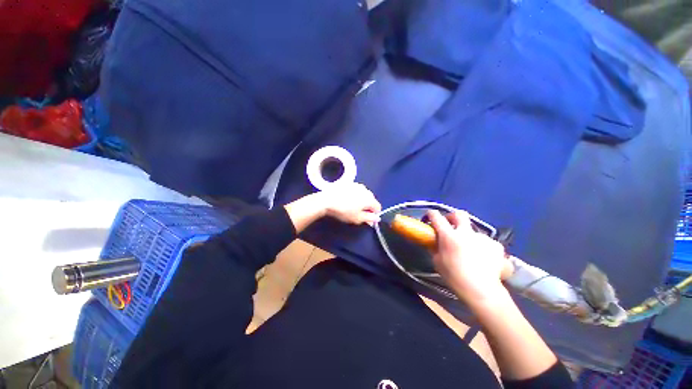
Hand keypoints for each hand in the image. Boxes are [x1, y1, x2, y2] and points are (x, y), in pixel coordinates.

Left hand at [318, 183, 380, 225]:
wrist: (327, 200)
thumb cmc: (344, 211)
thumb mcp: (357, 218)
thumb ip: (369, 218)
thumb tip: (377, 218)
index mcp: (370, 199)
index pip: (378, 207)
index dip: (374, 214)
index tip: (367, 219)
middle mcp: (366, 190)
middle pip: (371, 199)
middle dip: (368, 206)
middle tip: (359, 213)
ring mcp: (357, 185)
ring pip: (364, 194)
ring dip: (362, 200)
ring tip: (352, 206)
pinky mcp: (349, 183)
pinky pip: (356, 190)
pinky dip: (355, 195)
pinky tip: (347, 199)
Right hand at [427, 210, 511, 303]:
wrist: (481, 290)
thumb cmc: (454, 276)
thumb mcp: (437, 261)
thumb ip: (435, 247)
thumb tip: (435, 240)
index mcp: (449, 236)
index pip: (437, 217)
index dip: (431, 214)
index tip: (429, 216)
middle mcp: (466, 233)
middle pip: (459, 214)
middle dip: (452, 216)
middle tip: (450, 224)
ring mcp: (483, 238)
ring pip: (473, 231)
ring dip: (468, 236)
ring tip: (469, 250)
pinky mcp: (496, 245)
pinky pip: (485, 241)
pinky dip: (481, 246)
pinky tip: (482, 257)